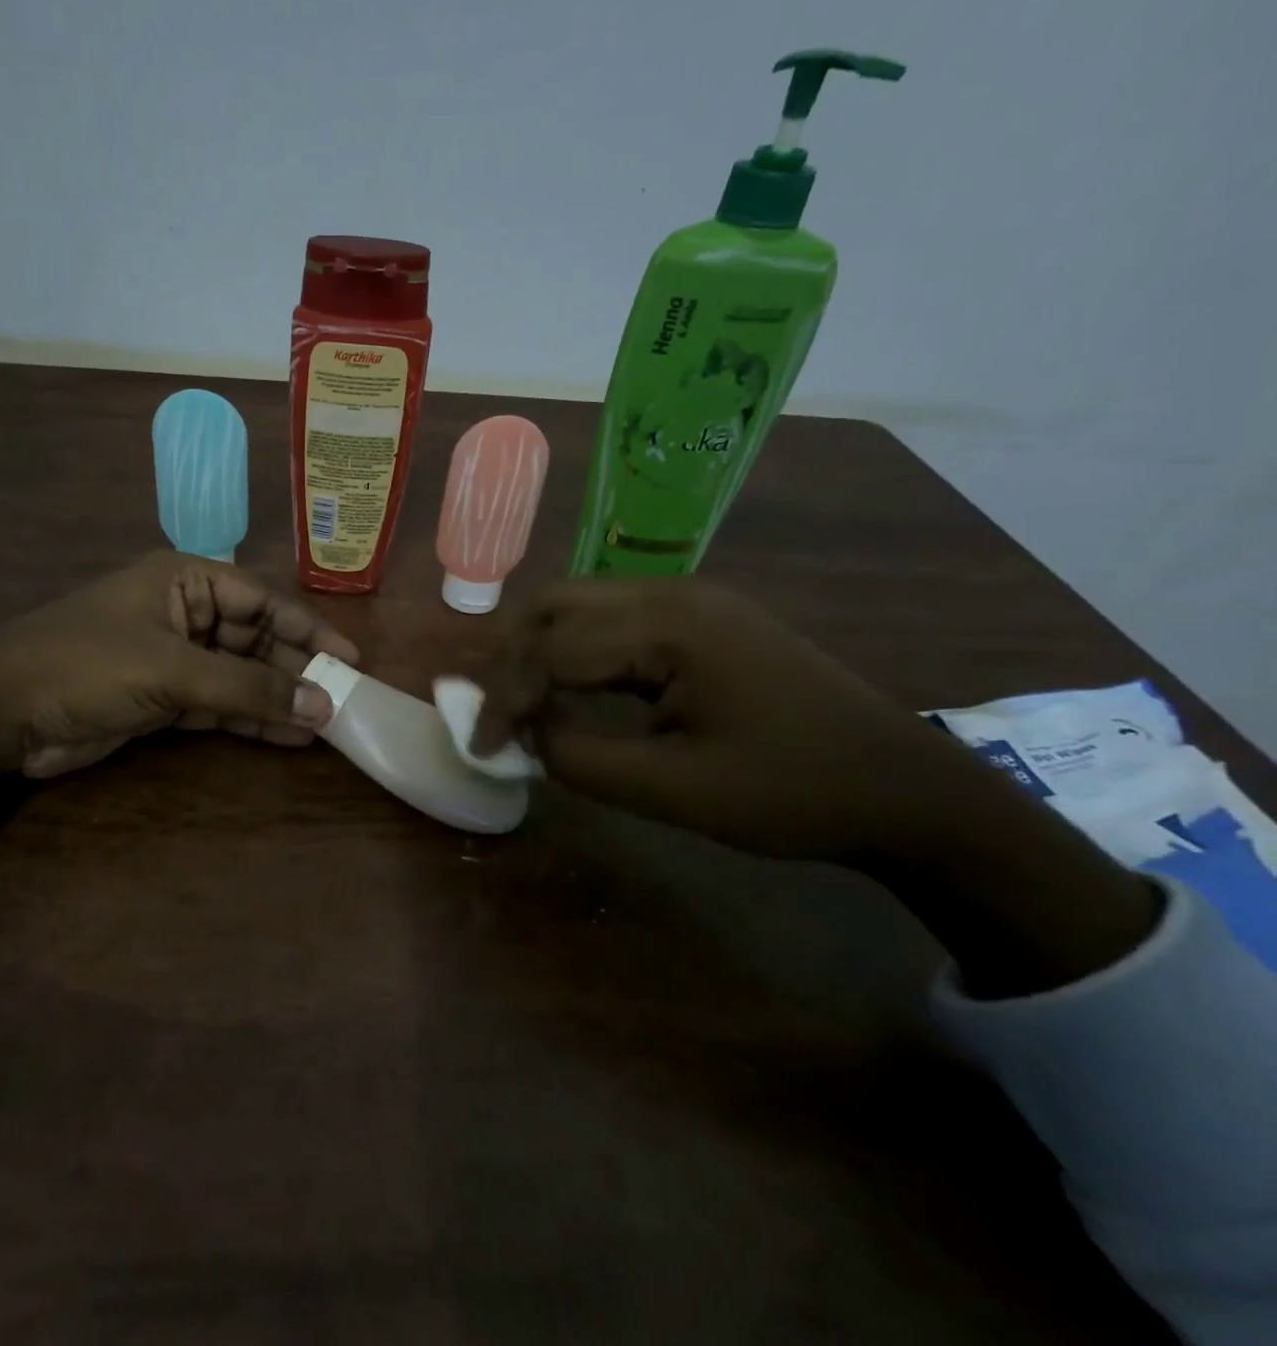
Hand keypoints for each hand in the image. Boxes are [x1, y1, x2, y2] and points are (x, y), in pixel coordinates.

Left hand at [0, 552, 359, 777]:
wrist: (0, 712)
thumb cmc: (87, 665)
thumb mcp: (172, 670)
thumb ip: (248, 687)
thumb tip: (321, 705)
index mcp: (185, 580)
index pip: (263, 599)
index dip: (309, 628)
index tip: (350, 659)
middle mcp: (183, 612)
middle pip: (255, 638)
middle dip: (296, 669)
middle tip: (342, 701)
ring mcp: (173, 657)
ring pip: (240, 674)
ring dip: (277, 698)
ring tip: (325, 725)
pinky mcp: (162, 697)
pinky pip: (218, 705)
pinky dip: (249, 719)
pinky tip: (287, 737)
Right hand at [471, 577, 982, 863]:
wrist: (905, 788)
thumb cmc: (792, 793)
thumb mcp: (673, 790)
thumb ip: (579, 758)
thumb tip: (524, 735)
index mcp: (668, 626)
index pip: (552, 649)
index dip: (506, 699)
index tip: (483, 747)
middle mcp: (673, 593)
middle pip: (556, 604)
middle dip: (513, 658)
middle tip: (500, 714)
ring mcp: (693, 599)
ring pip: (583, 605)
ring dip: (542, 650)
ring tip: (527, 704)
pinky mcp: (704, 618)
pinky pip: (617, 620)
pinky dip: (580, 651)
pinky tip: (578, 690)